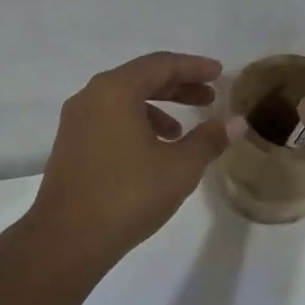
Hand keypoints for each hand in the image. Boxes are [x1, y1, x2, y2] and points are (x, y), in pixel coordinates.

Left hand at [26, 52, 242, 266]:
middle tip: (209, 98)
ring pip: (123, 101)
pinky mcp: (70, 145)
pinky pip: (109, 120)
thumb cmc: (128, 195)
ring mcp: (76, 121)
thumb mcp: (179, 167)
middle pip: (141, 78)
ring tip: (182, 133)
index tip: (219, 73)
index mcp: (115, 91)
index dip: (194, 67)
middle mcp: (91, 96)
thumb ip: (209, 139)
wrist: (67, 239)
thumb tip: (237, 122)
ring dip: (157, 108)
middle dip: (178, 87)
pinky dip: (135, 124)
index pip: (161, 64)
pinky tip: (153, 152)